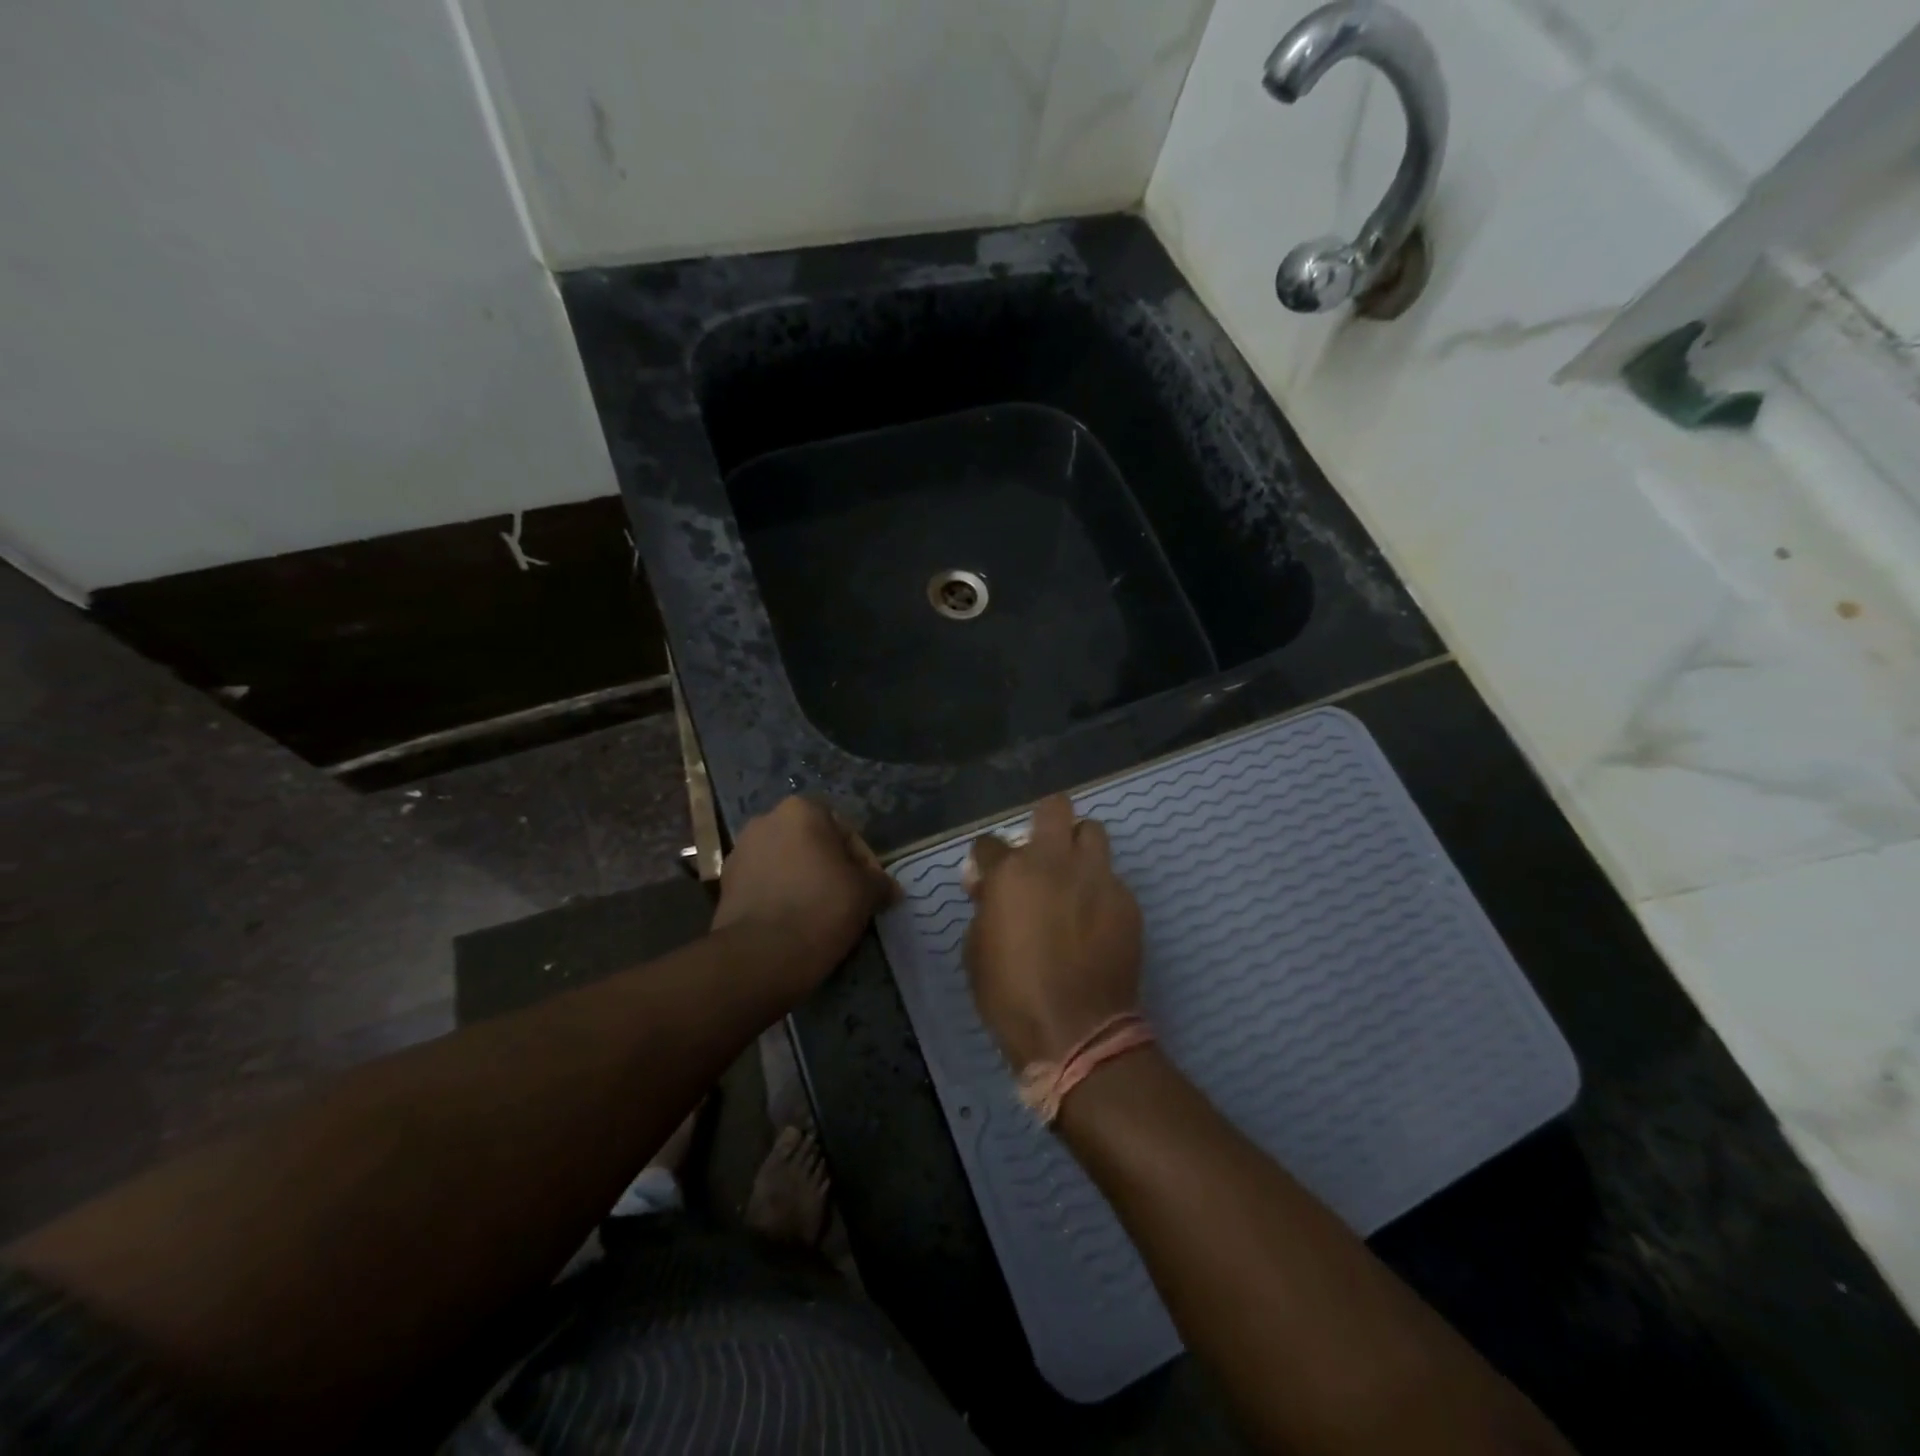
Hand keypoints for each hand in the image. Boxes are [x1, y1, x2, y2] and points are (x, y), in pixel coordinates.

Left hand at [712, 798, 897, 991]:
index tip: (872, 890)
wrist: (760, 955)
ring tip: (822, 914)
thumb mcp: (866, 893)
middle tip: (849, 900)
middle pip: (813, 844)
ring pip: (787, 864)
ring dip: (805, 881)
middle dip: (831, 868)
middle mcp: (766, 820)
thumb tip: (889, 889)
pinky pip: (765, 885)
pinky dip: (781, 897)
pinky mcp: (725, 885)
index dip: (864, 862)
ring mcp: (740, 852)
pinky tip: (795, 923)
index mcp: (801, 810)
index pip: (845, 831)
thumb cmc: (821, 908)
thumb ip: (879, 883)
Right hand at [963, 794, 1142, 1068]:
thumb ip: (984, 907)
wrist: (1077, 1031)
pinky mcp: (1127, 901)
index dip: (986, 860)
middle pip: (1055, 807)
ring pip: (1093, 832)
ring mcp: (1097, 878)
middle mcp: (1056, 862)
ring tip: (1073, 877)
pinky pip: (1111, 878)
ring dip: (1078, 847)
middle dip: (1045, 822)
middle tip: (1041, 853)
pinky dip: (1099, 889)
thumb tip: (989, 887)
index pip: (989, 842)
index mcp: (1011, 873)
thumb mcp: (976, 951)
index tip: (988, 878)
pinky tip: (1094, 921)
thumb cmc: (1012, 996)